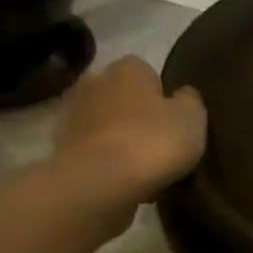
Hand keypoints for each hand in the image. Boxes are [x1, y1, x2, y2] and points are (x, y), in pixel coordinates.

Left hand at [52, 57, 206, 218]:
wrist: (99, 183)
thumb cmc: (152, 141)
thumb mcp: (192, 118)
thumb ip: (190, 100)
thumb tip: (183, 94)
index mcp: (128, 69)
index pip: (146, 71)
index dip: (160, 93)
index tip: (172, 117)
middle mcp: (94, 82)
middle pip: (120, 95)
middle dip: (135, 113)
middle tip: (157, 140)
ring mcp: (72, 116)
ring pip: (104, 123)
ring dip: (118, 137)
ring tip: (141, 165)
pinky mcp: (60, 149)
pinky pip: (92, 151)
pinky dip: (105, 161)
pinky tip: (123, 180)